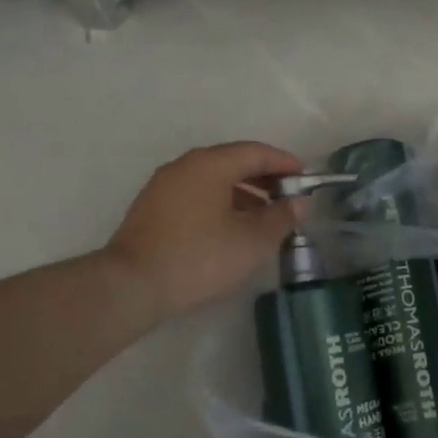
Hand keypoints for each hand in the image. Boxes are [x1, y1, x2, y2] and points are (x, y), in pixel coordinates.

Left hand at [104, 142, 304, 319]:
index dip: (283, 162)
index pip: (255, 152)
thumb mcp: (251, 242)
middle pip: (232, 161)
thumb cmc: (199, 257)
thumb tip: (298, 202)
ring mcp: (164, 185)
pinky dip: (219, 202)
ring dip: (242, 192)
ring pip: (212, 179)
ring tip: (263, 216)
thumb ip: (280, 218)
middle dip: (263, 176)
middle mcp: (185, 166)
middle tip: (287, 195)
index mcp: (210, 164)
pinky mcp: (152, 208)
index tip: (304, 175)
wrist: (132, 285)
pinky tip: (230, 228)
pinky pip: (195, 194)